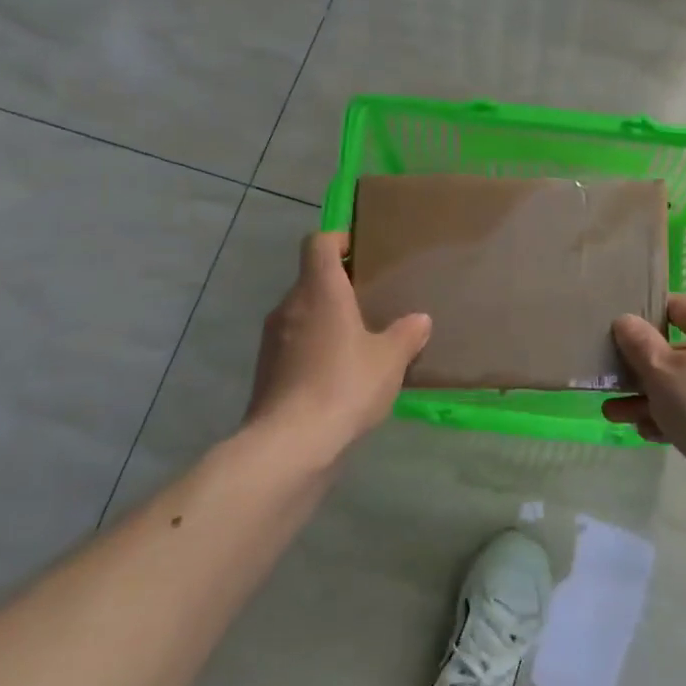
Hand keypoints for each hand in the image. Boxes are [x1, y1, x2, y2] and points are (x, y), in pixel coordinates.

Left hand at [245, 232, 431, 461]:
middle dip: (338, 286)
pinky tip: (339, 376)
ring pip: (302, 315)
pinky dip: (314, 350)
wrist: (289, 445)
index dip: (338, 239)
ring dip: (326, 321)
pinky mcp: (266, 372)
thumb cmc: (344, 385)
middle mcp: (290, 306)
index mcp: (319, 289)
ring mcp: (272, 340)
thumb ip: (406, 334)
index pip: (318, 242)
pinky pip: (294, 346)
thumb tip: (419, 319)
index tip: (361, 252)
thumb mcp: (389, 360)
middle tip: (371, 302)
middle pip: (310, 279)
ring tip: (358, 342)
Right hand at [606, 295, 685, 485]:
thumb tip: (625, 319)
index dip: (641, 319)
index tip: (615, 337)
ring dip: (650, 397)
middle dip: (640, 370)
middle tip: (609, 383)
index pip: (674, 306)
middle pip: (678, 349)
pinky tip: (648, 433)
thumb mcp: (660, 371)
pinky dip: (677, 416)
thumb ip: (637, 341)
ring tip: (615, 415)